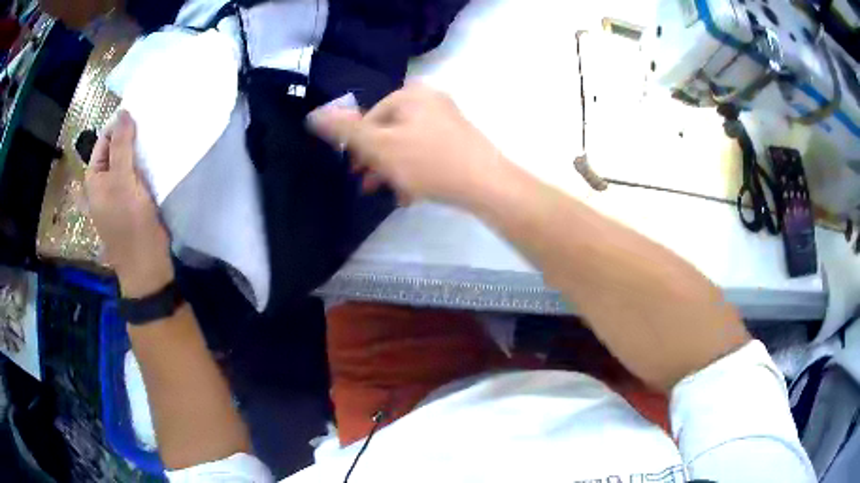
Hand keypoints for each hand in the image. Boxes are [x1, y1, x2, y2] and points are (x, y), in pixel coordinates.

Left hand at [85, 111, 172, 297]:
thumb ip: (121, 146)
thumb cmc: (130, 222)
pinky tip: (157, 161)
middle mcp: (103, 183)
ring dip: (140, 152)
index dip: (121, 125)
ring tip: (157, 139)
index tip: (143, 113)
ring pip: (128, 162)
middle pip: (116, 149)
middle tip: (153, 125)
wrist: (146, 265)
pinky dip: (145, 166)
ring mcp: (117, 193)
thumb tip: (123, 112)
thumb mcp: (122, 180)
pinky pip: (136, 176)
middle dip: (132, 137)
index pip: (105, 139)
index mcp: (95, 177)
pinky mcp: (131, 202)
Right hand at [308, 84, 500, 206]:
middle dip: (377, 161)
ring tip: (391, 194)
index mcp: (410, 95)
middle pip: (389, 131)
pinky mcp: (460, 138)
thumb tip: (313, 114)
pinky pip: (427, 150)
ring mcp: (448, 118)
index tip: (357, 174)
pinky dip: (415, 169)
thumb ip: (346, 131)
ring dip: (394, 169)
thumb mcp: (380, 147)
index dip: (360, 147)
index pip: (371, 118)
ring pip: (407, 143)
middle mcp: (430, 99)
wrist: (487, 184)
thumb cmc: (429, 162)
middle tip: (369, 186)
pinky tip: (413, 193)